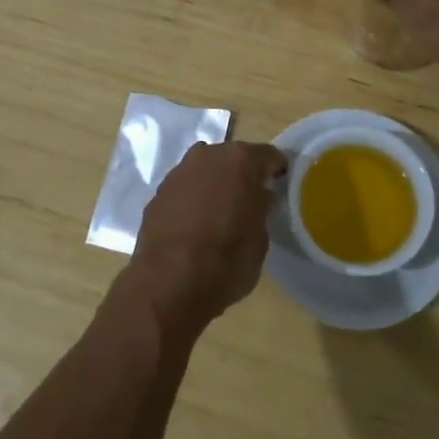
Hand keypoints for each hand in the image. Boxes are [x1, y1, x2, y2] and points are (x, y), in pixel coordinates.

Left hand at [124, 140, 286, 338]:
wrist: (168, 283)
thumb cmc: (227, 261)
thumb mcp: (261, 240)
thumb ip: (260, 209)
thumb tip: (258, 198)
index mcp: (240, 161)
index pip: (268, 156)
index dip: (276, 170)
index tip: (281, 185)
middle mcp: (207, 155)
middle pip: (232, 158)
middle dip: (242, 175)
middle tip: (250, 200)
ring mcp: (178, 172)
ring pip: (205, 171)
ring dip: (214, 185)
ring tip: (220, 213)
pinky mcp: (157, 192)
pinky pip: (184, 189)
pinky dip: (192, 199)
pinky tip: (194, 225)